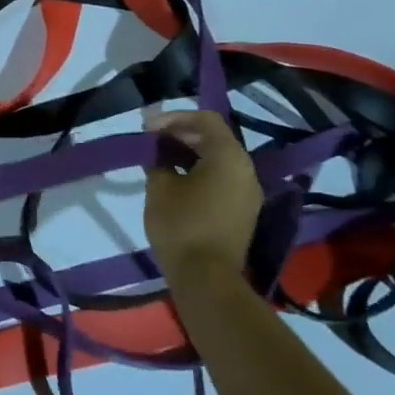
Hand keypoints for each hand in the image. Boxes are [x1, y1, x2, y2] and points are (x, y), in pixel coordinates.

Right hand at [144, 110, 262, 282]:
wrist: (207, 278)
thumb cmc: (181, 225)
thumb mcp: (160, 186)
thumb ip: (158, 160)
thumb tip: (159, 152)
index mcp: (229, 157)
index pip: (206, 119)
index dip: (174, 117)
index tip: (147, 129)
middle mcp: (246, 170)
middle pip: (214, 138)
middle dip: (180, 134)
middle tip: (150, 141)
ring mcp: (247, 192)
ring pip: (218, 159)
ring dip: (188, 153)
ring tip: (158, 159)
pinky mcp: (242, 211)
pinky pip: (221, 178)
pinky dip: (198, 171)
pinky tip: (174, 180)